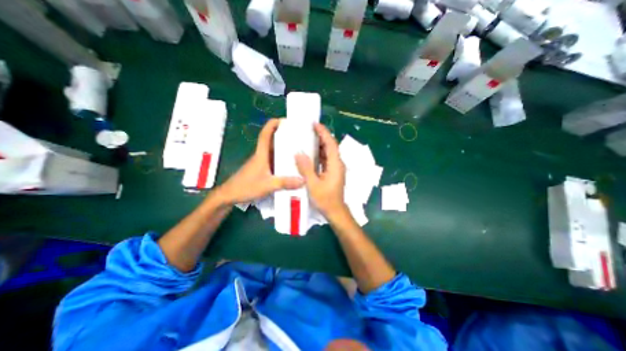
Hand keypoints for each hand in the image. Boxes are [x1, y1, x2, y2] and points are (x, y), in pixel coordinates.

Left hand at [218, 118, 302, 203]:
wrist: (229, 196)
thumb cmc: (245, 187)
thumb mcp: (267, 185)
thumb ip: (285, 183)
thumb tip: (303, 180)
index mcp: (261, 154)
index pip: (265, 134)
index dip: (273, 124)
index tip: (284, 120)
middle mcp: (261, 156)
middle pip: (271, 141)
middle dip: (283, 135)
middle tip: (298, 136)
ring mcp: (261, 163)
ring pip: (273, 151)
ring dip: (283, 148)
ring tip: (298, 149)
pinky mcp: (261, 170)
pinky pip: (273, 161)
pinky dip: (281, 159)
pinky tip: (290, 165)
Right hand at [296, 124, 346, 215]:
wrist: (335, 211)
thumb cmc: (325, 199)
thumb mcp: (313, 184)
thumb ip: (306, 169)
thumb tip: (298, 153)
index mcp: (335, 165)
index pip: (331, 144)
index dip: (324, 133)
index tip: (315, 124)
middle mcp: (337, 164)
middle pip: (330, 146)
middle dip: (321, 136)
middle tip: (308, 129)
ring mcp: (335, 168)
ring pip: (328, 152)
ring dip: (320, 145)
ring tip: (308, 138)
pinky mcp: (332, 172)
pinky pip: (326, 159)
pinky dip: (319, 154)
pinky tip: (310, 153)